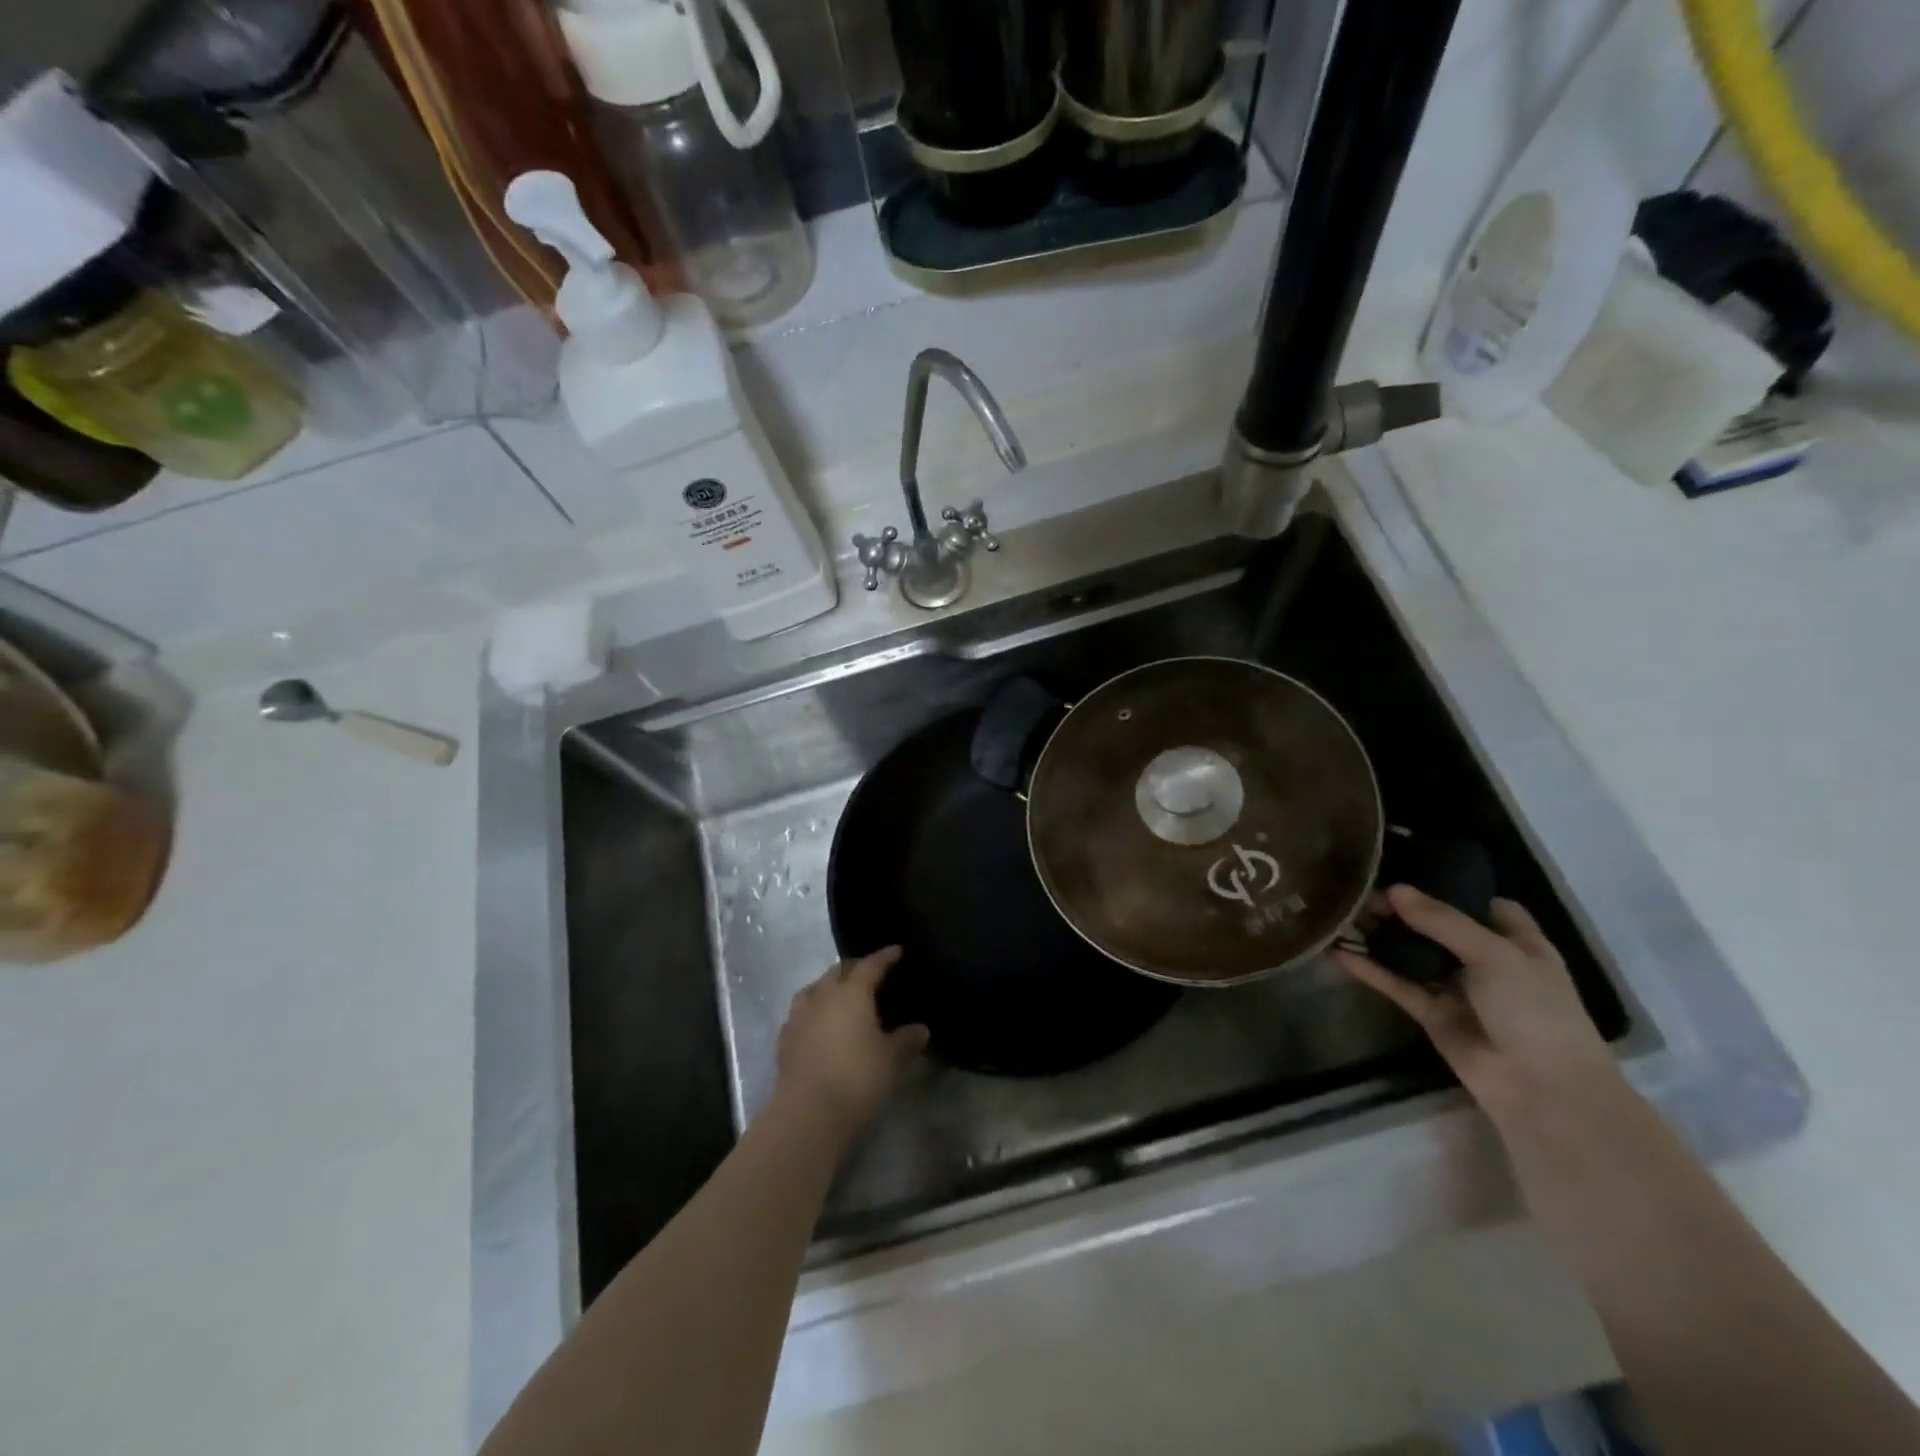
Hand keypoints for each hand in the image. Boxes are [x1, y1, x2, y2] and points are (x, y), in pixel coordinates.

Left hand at [774, 947, 928, 1135]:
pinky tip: (819, 1025)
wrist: (808, 1113)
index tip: (897, 951)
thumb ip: (907, 1040)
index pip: (871, 965)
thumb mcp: (892, 1060)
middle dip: (855, 968)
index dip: (885, 956)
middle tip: (871, 975)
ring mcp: (799, 1016)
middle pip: (839, 971)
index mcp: (852, 992)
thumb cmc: (857, 1077)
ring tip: (841, 996)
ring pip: (814, 988)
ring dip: (829, 987)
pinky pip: (800, 1013)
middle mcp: (823, 995)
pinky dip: (813, 1012)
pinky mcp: (784, 1039)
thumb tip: (921, 1029)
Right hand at [1335, 886, 1621, 1130]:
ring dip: (1382, 937)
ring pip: (1413, 955)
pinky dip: (1370, 970)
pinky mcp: (1432, 1015)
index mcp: (1518, 943)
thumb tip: (1393, 890)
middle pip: (1440, 926)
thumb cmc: (1535, 1011)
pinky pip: (1397, 985)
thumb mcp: (1494, 954)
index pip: (1485, 905)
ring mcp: (1458, 989)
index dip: (1453, 887)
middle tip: (1362, 889)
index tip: (1409, 869)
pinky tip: (1339, 952)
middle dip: (1404, 909)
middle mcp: (1487, 962)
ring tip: (1344, 913)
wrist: (1543, 1090)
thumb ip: (1442, 920)